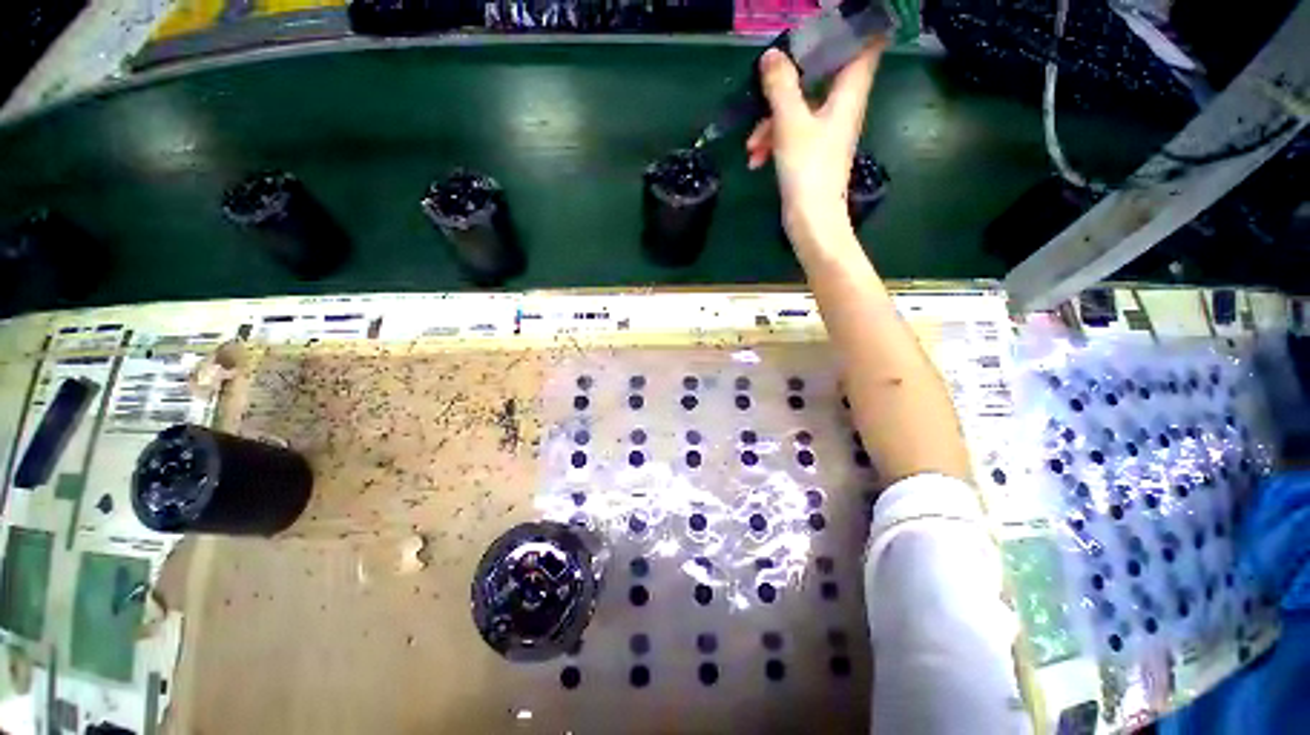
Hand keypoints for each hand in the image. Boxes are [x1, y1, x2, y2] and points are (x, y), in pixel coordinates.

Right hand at [747, 41, 886, 248]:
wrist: (811, 220)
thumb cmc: (808, 169)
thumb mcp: (790, 123)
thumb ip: (781, 86)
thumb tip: (771, 54)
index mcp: (848, 94)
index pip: (864, 46)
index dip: (850, 30)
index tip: (824, 26)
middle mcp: (841, 108)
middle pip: (820, 77)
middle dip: (789, 82)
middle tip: (766, 83)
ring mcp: (826, 132)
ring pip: (799, 110)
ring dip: (771, 122)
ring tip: (751, 146)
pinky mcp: (812, 153)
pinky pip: (792, 134)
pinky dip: (774, 142)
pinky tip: (755, 159)